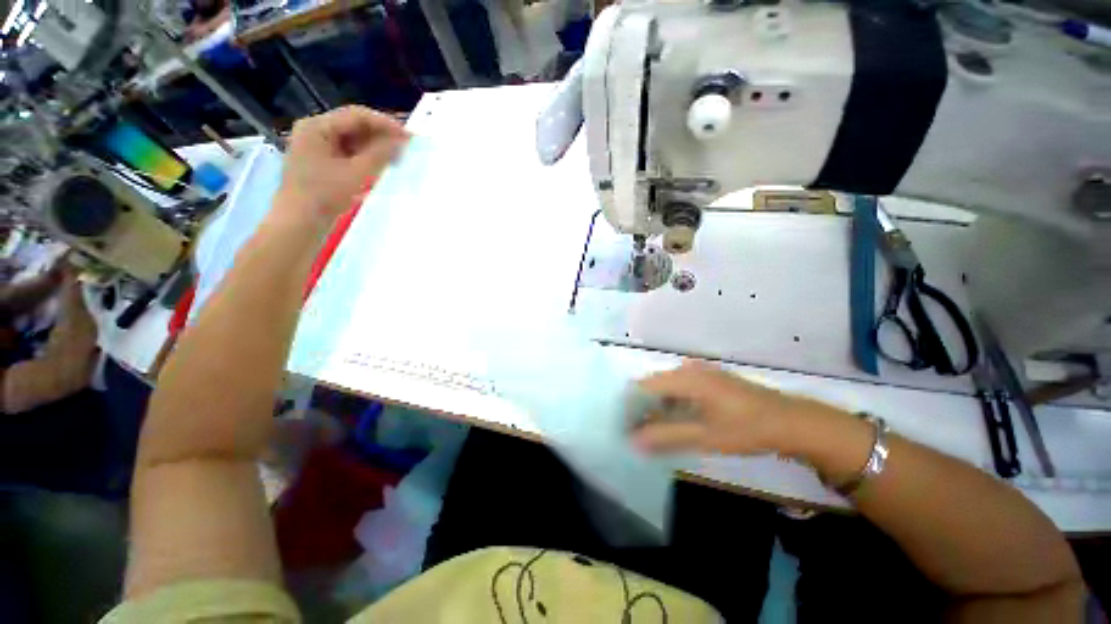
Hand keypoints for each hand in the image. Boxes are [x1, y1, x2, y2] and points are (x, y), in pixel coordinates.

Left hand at [277, 106, 408, 223]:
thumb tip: (402, 140)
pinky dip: (366, 158)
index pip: (356, 116)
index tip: (409, 136)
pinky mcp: (322, 164)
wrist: (300, 223)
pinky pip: (348, 154)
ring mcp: (316, 148)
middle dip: (381, 135)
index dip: (385, 123)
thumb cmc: (324, 195)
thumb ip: (380, 154)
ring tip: (398, 157)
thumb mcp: (356, 173)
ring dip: (375, 147)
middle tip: (406, 146)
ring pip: (352, 141)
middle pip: (353, 126)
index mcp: (317, 127)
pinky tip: (381, 166)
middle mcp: (314, 131)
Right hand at [631, 361, 821, 454]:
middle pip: (654, 384)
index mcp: (686, 378)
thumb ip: (666, 436)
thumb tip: (633, 440)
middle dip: (642, 406)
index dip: (631, 405)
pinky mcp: (711, 379)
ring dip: (657, 404)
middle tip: (637, 429)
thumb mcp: (704, 436)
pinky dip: (672, 401)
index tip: (624, 425)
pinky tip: (676, 417)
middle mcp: (690, 369)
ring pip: (668, 386)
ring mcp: (702, 372)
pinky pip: (681, 387)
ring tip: (653, 426)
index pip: (645, 386)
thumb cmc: (747, 428)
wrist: (791, 421)